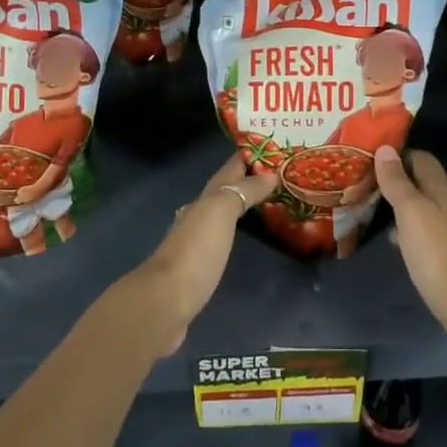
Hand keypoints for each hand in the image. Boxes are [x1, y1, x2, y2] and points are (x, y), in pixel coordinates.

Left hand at [129, 154, 275, 354]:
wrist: (165, 302)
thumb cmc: (196, 252)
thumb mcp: (219, 212)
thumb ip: (243, 191)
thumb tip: (269, 174)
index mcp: (204, 200)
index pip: (230, 169)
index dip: (249, 155)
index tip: (276, 144)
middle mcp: (198, 216)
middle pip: (225, 190)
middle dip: (249, 179)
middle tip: (281, 175)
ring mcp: (197, 243)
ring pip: (222, 214)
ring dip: (243, 204)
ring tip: (272, 202)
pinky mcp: (200, 269)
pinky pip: (223, 239)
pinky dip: (237, 231)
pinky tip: (245, 237)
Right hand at [373, 146, 446, 329]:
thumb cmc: (435, 251)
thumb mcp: (411, 211)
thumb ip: (397, 182)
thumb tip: (386, 149)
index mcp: (444, 190)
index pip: (423, 159)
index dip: (400, 155)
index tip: (374, 158)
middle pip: (425, 182)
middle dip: (400, 180)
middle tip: (369, 183)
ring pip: (426, 207)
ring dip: (404, 205)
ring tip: (377, 209)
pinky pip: (428, 230)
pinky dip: (411, 228)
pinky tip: (398, 241)